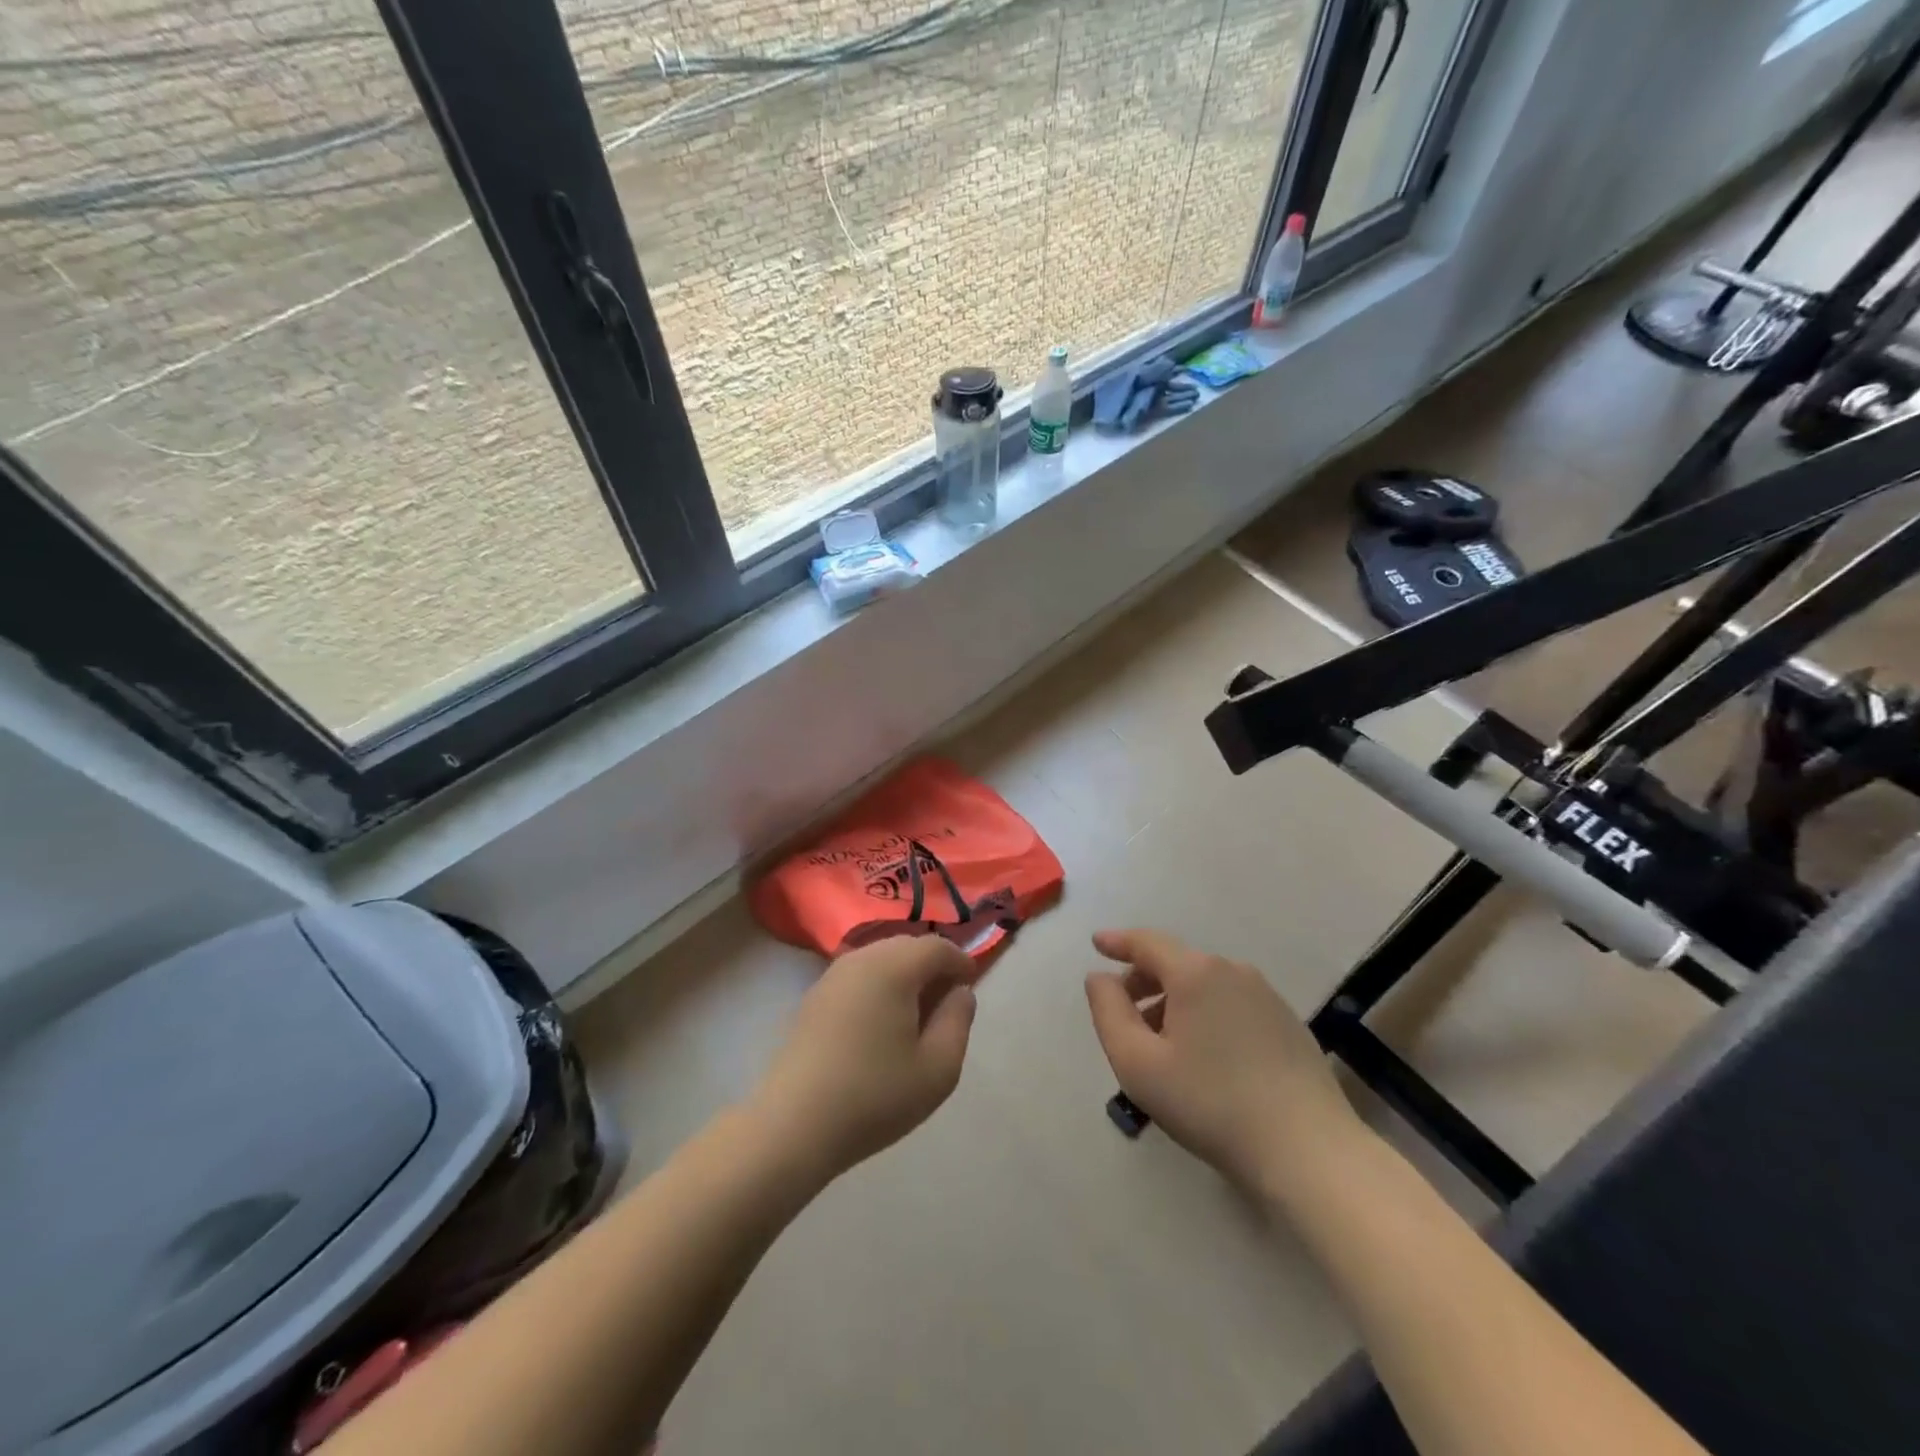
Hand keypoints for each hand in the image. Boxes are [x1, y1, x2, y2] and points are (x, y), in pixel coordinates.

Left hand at [751, 935, 980, 1182]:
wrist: (793, 1125)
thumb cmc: (875, 1096)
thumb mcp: (938, 1068)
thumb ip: (958, 1021)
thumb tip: (960, 992)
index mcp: (894, 967)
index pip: (937, 946)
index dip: (960, 961)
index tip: (971, 985)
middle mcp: (861, 958)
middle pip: (907, 946)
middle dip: (932, 965)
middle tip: (946, 1001)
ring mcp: (832, 976)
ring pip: (880, 958)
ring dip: (904, 975)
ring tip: (915, 1014)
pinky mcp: (813, 997)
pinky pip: (858, 976)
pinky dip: (878, 986)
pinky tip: (879, 1024)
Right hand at [1084, 928, 1362, 1191]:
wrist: (1308, 1152)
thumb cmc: (1210, 1104)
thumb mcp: (1137, 1063)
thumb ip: (1108, 1012)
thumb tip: (1100, 978)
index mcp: (1195, 973)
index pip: (1147, 942)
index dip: (1118, 942)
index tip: (1097, 944)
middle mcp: (1232, 971)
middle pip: (1176, 963)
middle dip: (1144, 980)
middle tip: (1124, 1014)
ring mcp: (1266, 996)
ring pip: (1205, 985)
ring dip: (1175, 1002)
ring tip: (1162, 1045)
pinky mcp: (1288, 1023)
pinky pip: (1231, 1004)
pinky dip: (1206, 1015)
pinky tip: (1205, 1057)